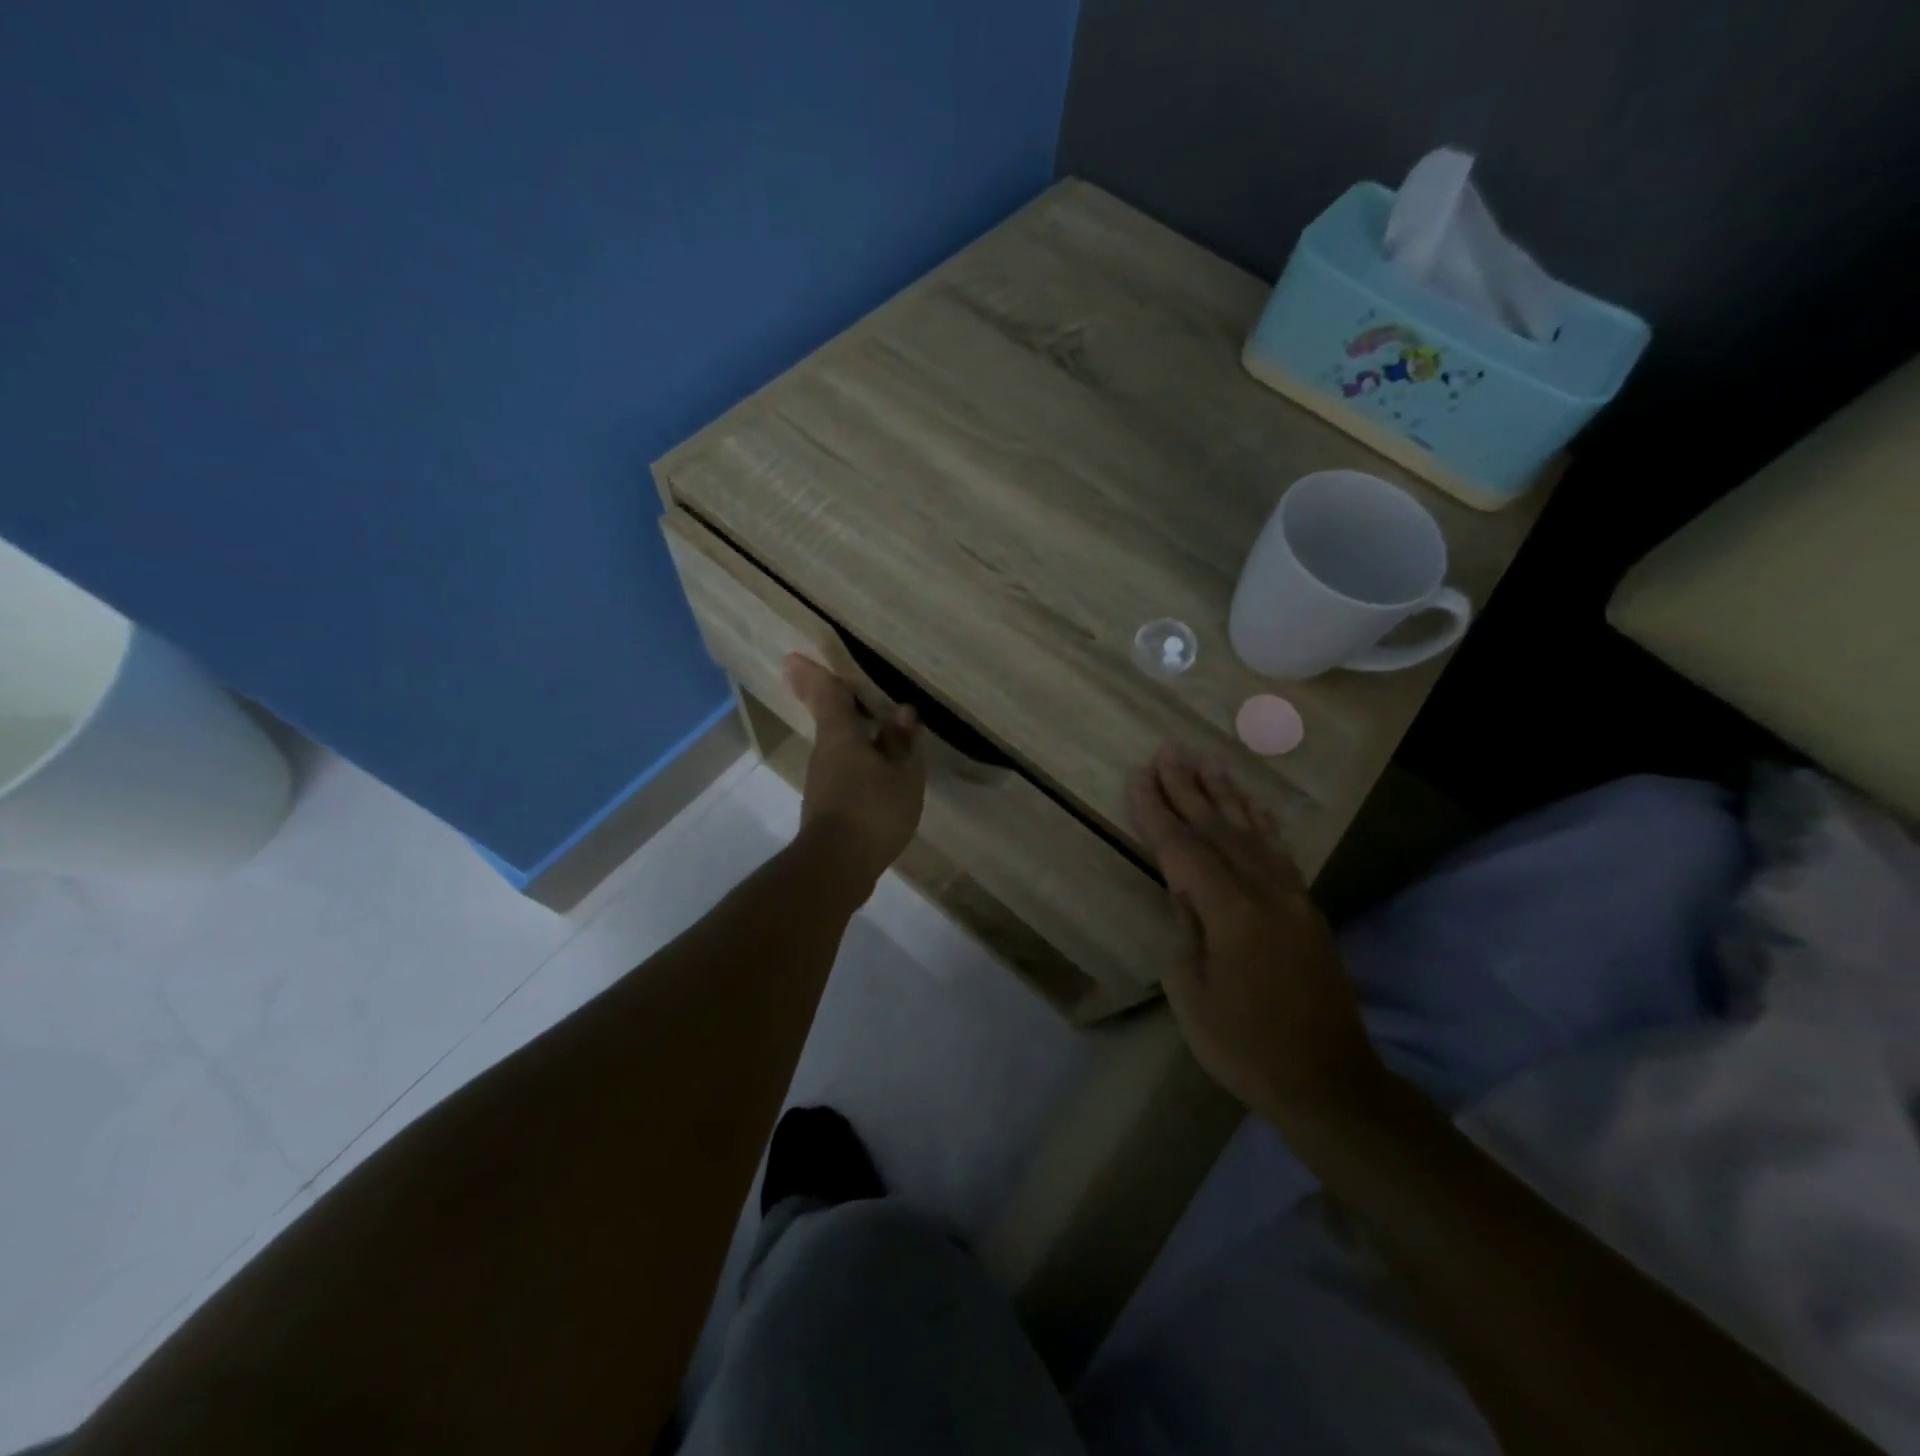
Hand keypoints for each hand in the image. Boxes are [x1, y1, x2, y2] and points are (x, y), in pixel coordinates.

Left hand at [784, 655, 925, 893]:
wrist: (837, 866)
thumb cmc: (873, 810)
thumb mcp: (903, 775)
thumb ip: (902, 743)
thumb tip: (902, 713)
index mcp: (840, 735)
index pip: (827, 694)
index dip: (815, 674)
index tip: (794, 657)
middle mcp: (824, 752)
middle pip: (830, 720)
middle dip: (833, 703)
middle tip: (838, 686)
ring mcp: (822, 781)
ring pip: (838, 748)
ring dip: (853, 737)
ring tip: (878, 731)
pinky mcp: (827, 806)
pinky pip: (844, 771)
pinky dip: (858, 763)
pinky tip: (878, 772)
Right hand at [1128, 742, 1385, 1118]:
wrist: (1328, 1080)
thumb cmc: (1246, 1045)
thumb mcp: (1193, 995)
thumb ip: (1186, 932)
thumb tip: (1184, 894)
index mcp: (1230, 911)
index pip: (1183, 849)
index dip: (1157, 812)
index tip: (1139, 776)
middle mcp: (1263, 891)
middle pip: (1217, 828)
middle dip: (1188, 787)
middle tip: (1169, 749)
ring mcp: (1290, 898)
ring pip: (1252, 832)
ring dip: (1226, 795)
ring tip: (1208, 762)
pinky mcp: (1306, 909)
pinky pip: (1279, 852)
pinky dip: (1262, 823)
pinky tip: (1253, 807)